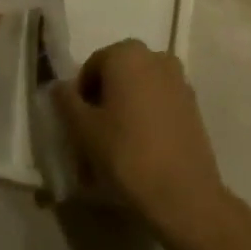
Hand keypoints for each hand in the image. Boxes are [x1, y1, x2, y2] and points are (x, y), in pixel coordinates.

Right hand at [55, 40, 238, 249]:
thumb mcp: (84, 130)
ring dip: (124, 112)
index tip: (77, 129)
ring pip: (138, 91)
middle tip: (93, 140)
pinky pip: (158, 104)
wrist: (185, 196)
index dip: (79, 97)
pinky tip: (141, 152)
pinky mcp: (192, 105)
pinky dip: (146, 120)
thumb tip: (58, 86)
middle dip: (103, 103)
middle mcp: (154, 56)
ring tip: (116, 151)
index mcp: (126, 53)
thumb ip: (66, 102)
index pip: (91, 68)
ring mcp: (178, 79)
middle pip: (117, 76)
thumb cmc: (127, 155)